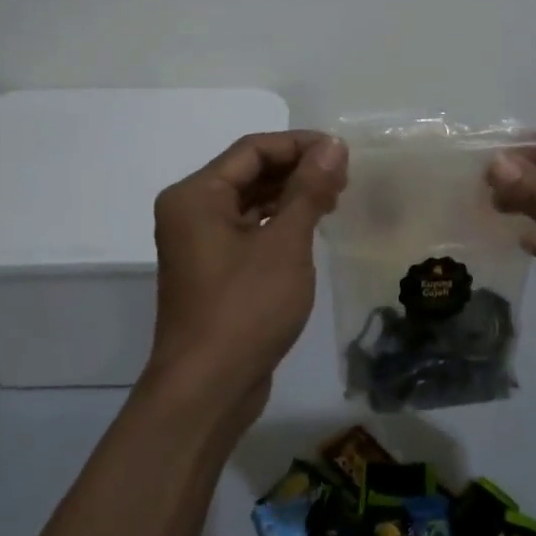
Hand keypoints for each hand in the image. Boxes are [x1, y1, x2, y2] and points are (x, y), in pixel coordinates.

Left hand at [147, 131, 346, 423]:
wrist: (207, 390)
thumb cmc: (245, 308)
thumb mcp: (285, 243)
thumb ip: (308, 189)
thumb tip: (333, 145)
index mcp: (196, 195)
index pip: (253, 150)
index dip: (300, 144)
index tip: (342, 152)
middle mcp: (191, 212)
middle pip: (249, 173)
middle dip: (297, 170)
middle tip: (344, 177)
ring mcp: (199, 243)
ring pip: (250, 203)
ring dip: (290, 196)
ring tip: (335, 199)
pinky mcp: (213, 270)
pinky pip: (248, 230)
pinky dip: (278, 223)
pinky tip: (311, 228)